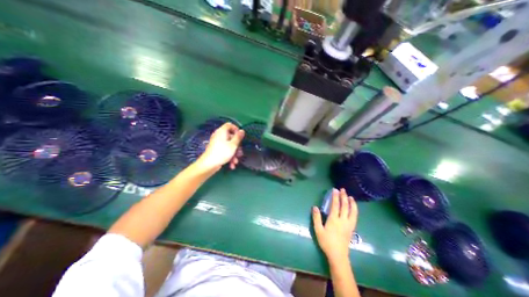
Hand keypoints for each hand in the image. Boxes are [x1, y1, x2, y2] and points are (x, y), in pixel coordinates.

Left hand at [199, 121, 245, 169]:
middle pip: (231, 137)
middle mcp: (219, 136)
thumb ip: (238, 137)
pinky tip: (232, 164)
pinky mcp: (217, 150)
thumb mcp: (233, 145)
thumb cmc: (222, 153)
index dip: (236, 129)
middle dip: (237, 146)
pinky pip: (225, 150)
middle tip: (239, 152)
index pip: (229, 125)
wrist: (209, 164)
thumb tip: (242, 130)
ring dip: (234, 154)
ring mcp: (217, 143)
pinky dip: (229, 156)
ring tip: (235, 161)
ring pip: (229, 145)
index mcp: (222, 132)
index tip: (240, 136)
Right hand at [311, 189, 356, 263]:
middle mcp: (343, 220)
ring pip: (352, 211)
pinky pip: (355, 217)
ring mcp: (349, 224)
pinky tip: (353, 208)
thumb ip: (316, 218)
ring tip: (350, 197)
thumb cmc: (326, 242)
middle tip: (342, 189)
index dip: (335, 197)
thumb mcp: (318, 230)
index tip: (335, 190)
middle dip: (343, 197)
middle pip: (344, 206)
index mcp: (334, 220)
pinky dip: (355, 210)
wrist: (338, 255)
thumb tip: (315, 207)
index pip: (335, 205)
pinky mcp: (352, 228)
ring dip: (351, 203)